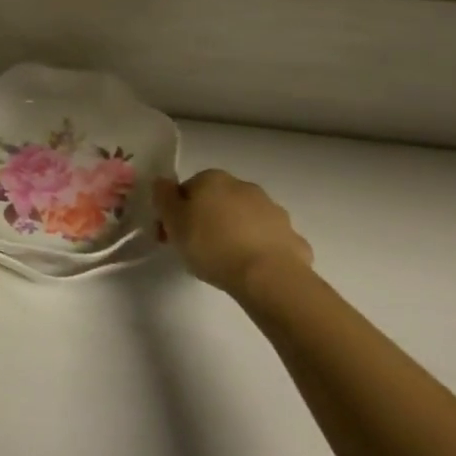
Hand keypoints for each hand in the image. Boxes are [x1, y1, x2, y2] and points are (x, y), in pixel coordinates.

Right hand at [154, 170, 311, 295]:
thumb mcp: (173, 221)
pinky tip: (253, 270)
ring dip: (236, 232)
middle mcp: (244, 187)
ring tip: (226, 262)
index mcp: (213, 179)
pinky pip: (269, 240)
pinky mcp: (293, 237)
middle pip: (218, 201)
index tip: (173, 235)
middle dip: (208, 219)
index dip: (178, 211)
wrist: (268, 276)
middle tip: (198, 249)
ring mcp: (273, 210)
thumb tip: (162, 182)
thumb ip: (163, 197)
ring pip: (246, 219)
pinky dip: (260, 250)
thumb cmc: (211, 245)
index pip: (188, 188)